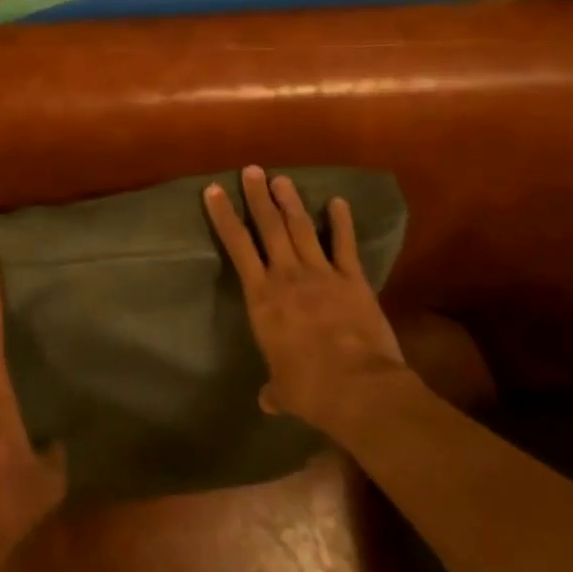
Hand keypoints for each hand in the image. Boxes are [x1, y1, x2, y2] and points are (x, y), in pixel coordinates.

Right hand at [204, 166, 410, 431]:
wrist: (359, 388)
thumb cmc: (310, 389)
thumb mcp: (284, 391)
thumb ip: (275, 389)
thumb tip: (267, 401)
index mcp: (262, 298)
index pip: (237, 247)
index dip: (224, 217)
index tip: (213, 191)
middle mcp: (287, 276)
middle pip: (269, 227)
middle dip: (258, 197)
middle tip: (251, 170)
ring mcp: (322, 273)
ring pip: (302, 228)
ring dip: (290, 202)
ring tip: (281, 179)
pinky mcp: (353, 279)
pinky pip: (344, 244)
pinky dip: (341, 221)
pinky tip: (338, 201)